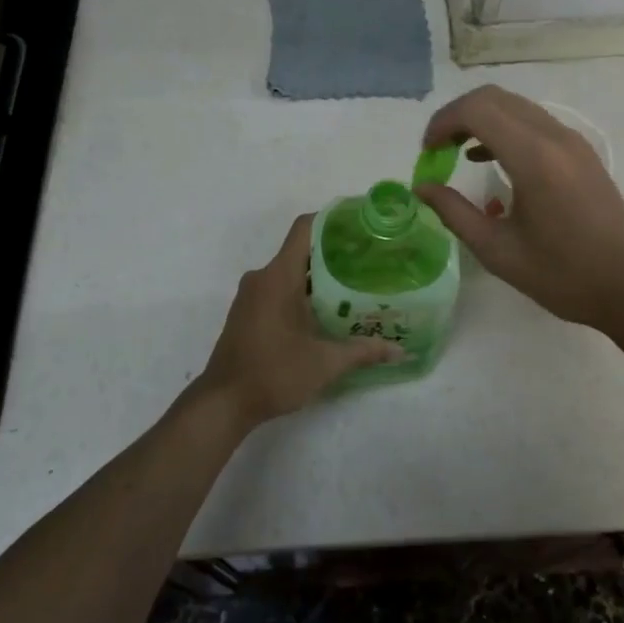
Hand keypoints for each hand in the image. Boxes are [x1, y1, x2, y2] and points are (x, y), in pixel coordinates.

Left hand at [196, 215, 403, 429]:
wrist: (223, 403)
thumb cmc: (274, 373)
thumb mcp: (325, 363)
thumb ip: (363, 351)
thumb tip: (400, 350)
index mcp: (279, 276)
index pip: (305, 228)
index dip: (332, 219)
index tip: (360, 224)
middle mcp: (263, 276)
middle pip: (301, 250)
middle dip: (334, 252)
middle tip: (369, 260)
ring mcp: (251, 294)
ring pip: (290, 271)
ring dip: (318, 275)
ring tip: (354, 285)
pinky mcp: (247, 311)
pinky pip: (278, 288)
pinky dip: (302, 291)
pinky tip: (326, 310)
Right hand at [416, 86, 623, 336]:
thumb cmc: (564, 276)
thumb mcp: (498, 251)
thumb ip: (454, 213)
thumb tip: (421, 187)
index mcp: (534, 158)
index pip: (477, 110)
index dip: (442, 122)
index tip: (426, 153)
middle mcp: (554, 137)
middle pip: (494, 98)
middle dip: (457, 116)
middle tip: (436, 150)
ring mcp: (572, 141)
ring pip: (515, 106)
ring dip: (480, 120)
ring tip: (455, 153)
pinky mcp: (581, 152)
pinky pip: (533, 121)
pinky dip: (503, 128)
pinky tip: (488, 159)